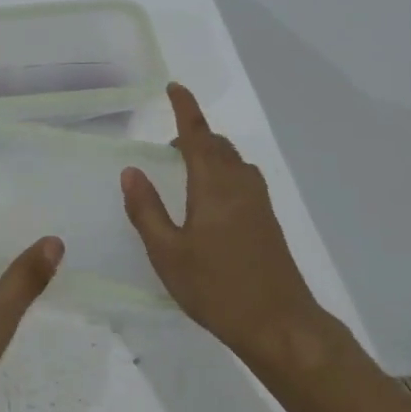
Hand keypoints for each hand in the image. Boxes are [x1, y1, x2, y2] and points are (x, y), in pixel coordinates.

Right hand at [121, 84, 329, 371]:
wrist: (280, 324)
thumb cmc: (216, 288)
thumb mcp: (167, 253)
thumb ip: (146, 210)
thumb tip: (131, 171)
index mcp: (214, 185)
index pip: (196, 135)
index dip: (185, 108)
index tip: (174, 87)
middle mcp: (240, 184)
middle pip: (216, 145)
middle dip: (193, 135)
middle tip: (168, 148)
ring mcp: (258, 202)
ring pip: (232, 161)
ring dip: (209, 154)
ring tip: (185, 170)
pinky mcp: (267, 220)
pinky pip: (242, 179)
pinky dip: (222, 172)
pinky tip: (210, 200)